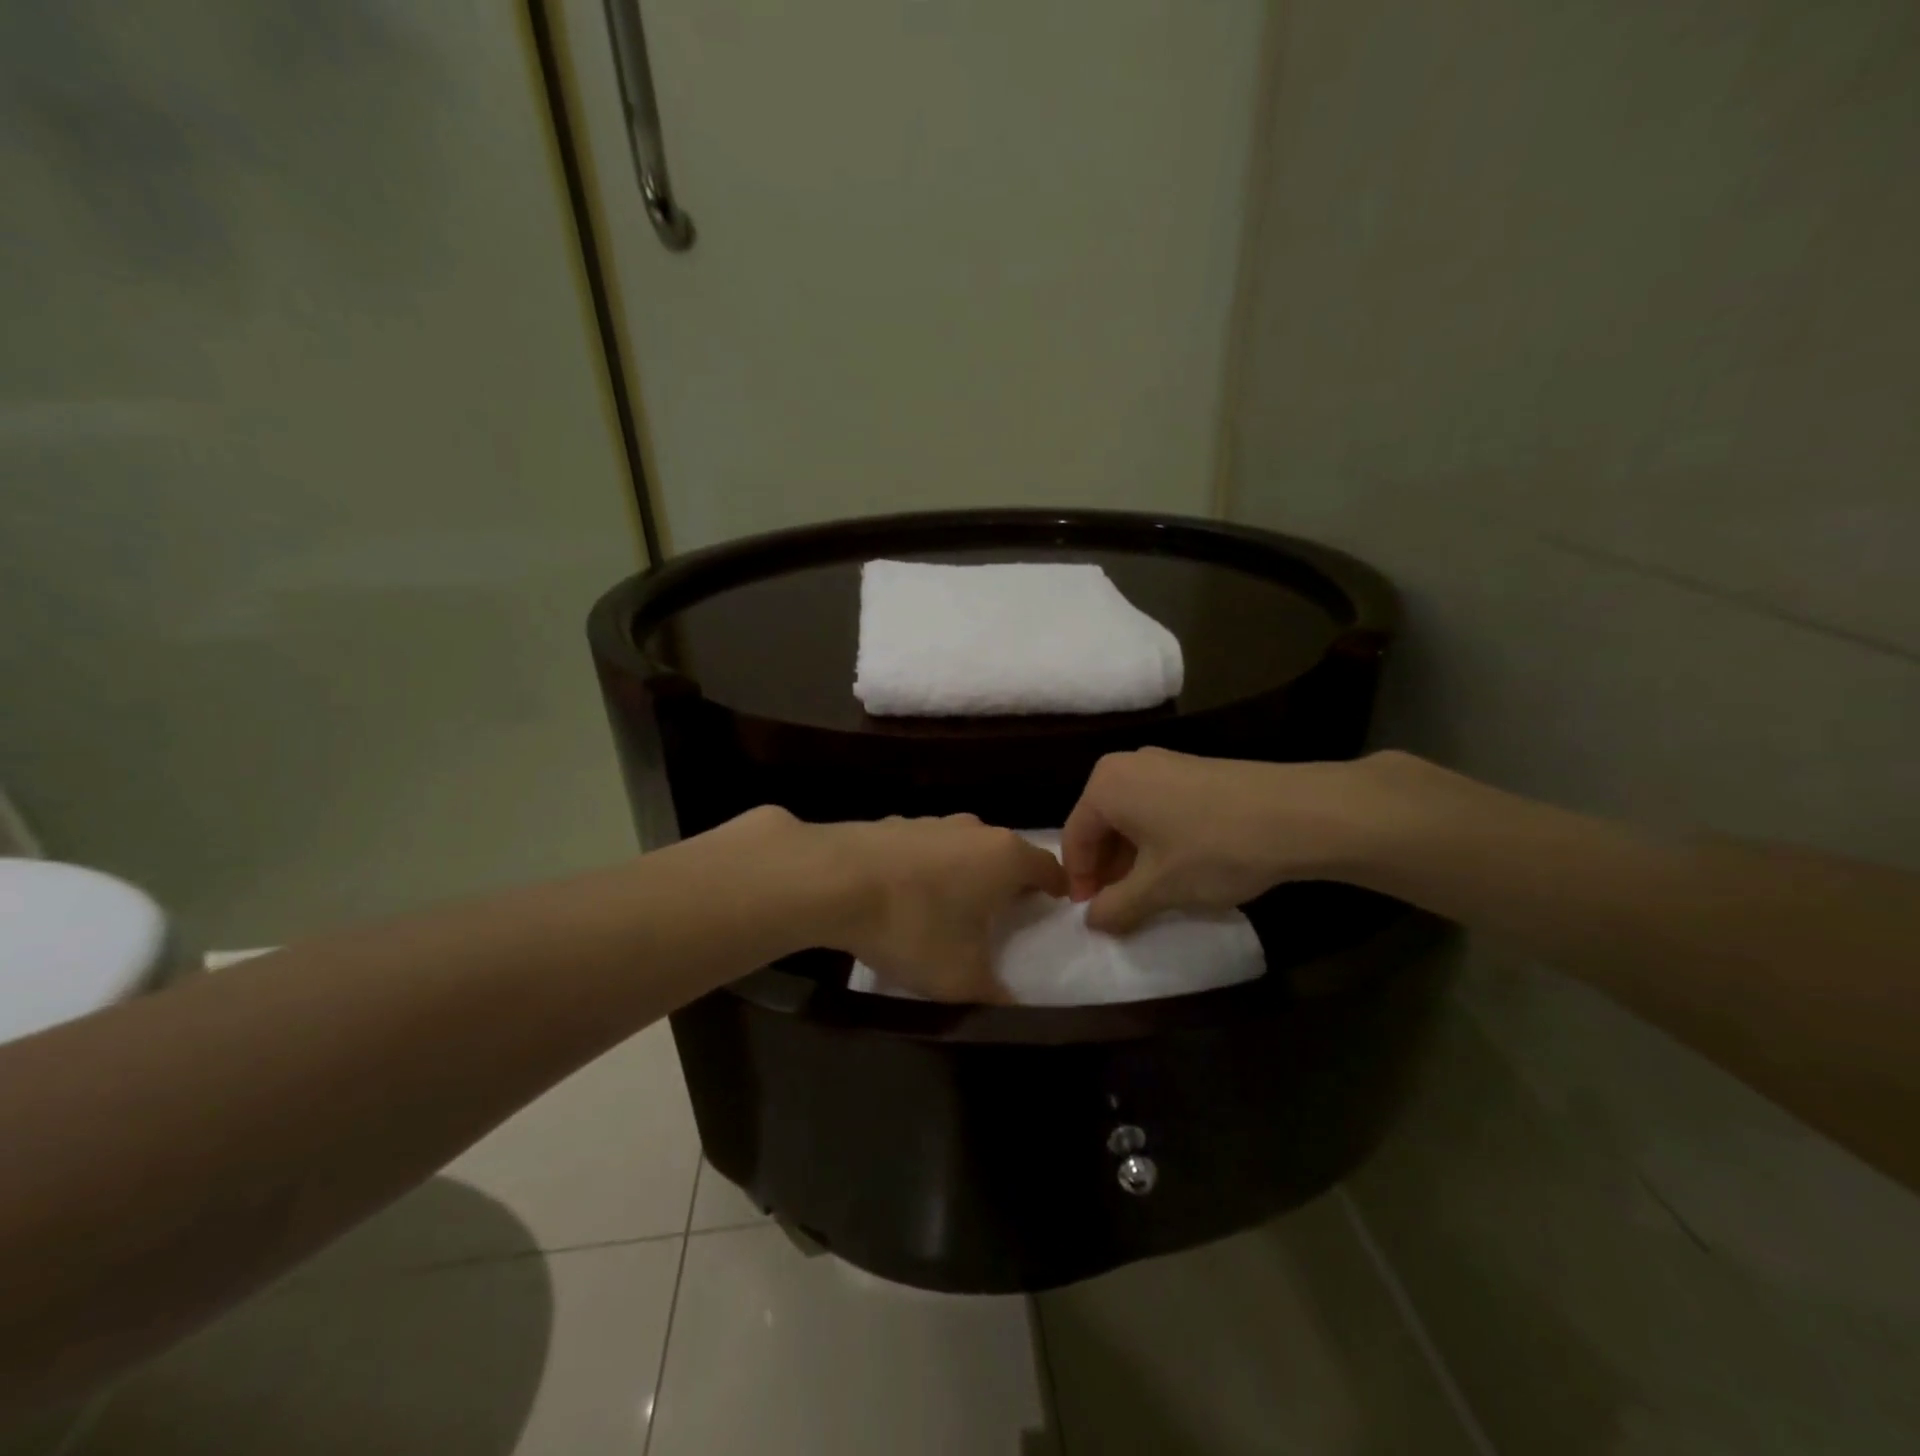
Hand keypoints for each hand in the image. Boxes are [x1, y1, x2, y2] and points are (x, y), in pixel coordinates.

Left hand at [814, 814, 1068, 1002]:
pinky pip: (925, 849)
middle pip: (1006, 854)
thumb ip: (996, 995)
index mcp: (1005, 857)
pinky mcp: (894, 824)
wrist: (833, 880)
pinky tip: (905, 895)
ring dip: (965, 873)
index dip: (1056, 889)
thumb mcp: (961, 978)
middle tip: (1003, 915)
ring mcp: (932, 822)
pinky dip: (926, 868)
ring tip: (951, 907)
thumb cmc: (914, 926)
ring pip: (964, 848)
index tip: (1054, 908)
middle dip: (1009, 882)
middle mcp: (974, 830)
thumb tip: (1013, 1007)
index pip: (1048, 867)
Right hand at [1061, 748, 1412, 932]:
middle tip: (1119, 906)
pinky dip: (1157, 840)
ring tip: (1150, 892)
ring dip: (1132, 858)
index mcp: (1105, 785)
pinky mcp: (1195, 770)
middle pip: (1100, 824)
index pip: (1074, 837)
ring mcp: (1164, 763)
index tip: (1092, 914)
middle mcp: (1127, 765)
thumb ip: (1115, 906)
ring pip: (1131, 817)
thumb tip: (1092, 919)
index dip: (1079, 880)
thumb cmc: (1212, 850)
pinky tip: (1180, 867)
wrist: (1297, 815)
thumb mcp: (1158, 888)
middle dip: (1106, 868)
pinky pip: (1157, 807)